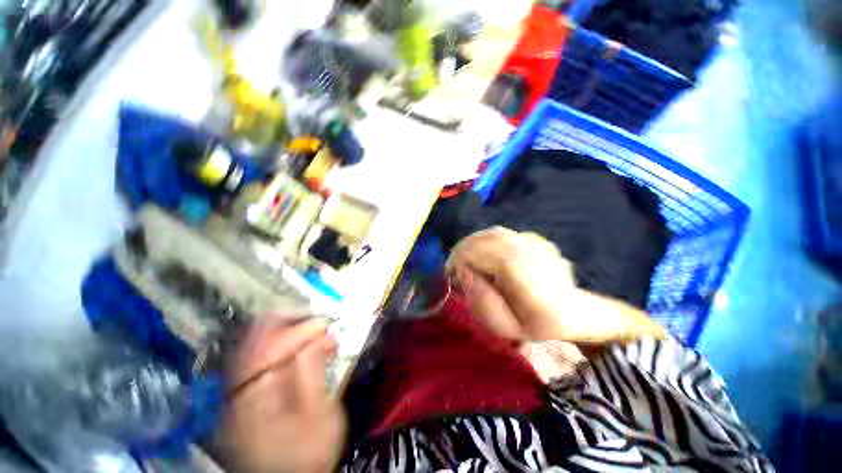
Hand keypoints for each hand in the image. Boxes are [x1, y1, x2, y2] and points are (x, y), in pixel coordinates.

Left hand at [224, 319, 345, 472]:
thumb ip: (315, 372)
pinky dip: (279, 344)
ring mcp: (236, 389)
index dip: (303, 330)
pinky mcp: (243, 392)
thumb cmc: (307, 451)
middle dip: (291, 321)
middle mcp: (237, 387)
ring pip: (256, 343)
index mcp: (253, 395)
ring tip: (312, 329)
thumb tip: (321, 337)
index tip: (328, 325)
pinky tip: (298, 345)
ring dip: (286, 330)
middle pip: (256, 337)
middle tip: (319, 320)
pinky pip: (258, 356)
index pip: (273, 347)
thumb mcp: (319, 414)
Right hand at [447, 227, 665, 343]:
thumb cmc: (536, 324)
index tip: (451, 272)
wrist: (573, 309)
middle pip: (489, 239)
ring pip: (492, 233)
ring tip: (464, 260)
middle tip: (454, 266)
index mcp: (532, 281)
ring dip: (472, 244)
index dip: (465, 258)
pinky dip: (484, 241)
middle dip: (463, 250)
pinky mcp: (533, 237)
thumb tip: (465, 273)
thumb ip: (482, 303)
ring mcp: (536, 242)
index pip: (491, 254)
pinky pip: (499, 233)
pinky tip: (482, 255)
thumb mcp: (505, 327)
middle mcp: (535, 254)